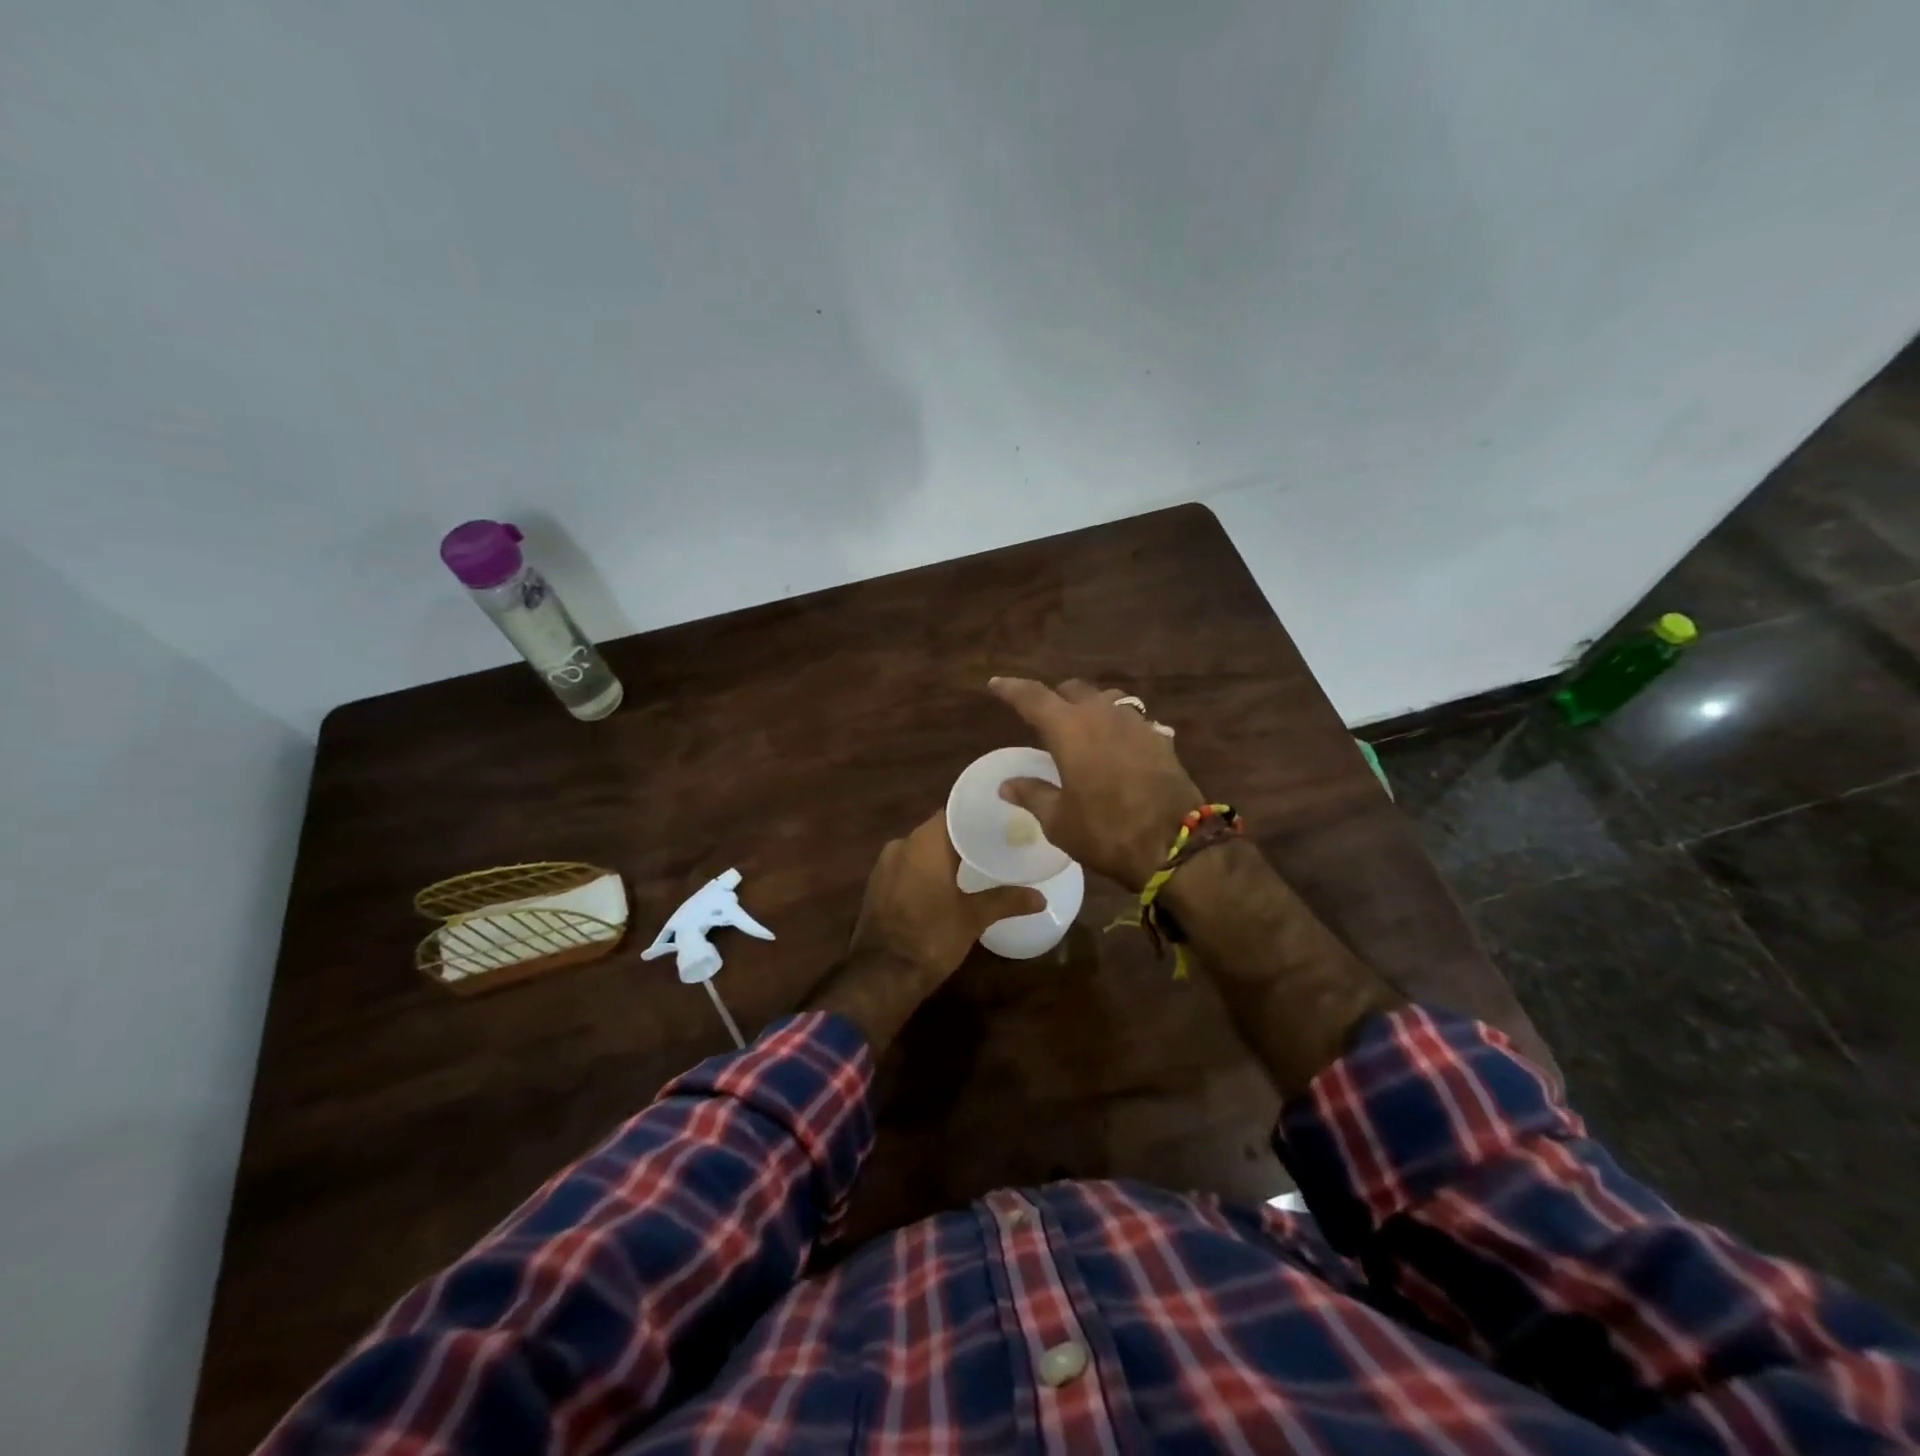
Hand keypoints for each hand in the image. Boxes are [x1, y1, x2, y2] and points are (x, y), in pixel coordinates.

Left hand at [808, 811, 1041, 1050]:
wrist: (881, 976)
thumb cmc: (931, 937)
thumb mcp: (973, 919)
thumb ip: (1006, 900)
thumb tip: (1041, 897)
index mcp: (925, 842)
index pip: (954, 813)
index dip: (977, 815)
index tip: (1001, 820)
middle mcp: (901, 844)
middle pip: (938, 830)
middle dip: (964, 837)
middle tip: (996, 843)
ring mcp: (884, 865)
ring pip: (921, 850)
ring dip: (944, 855)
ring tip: (975, 864)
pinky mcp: (877, 885)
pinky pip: (907, 867)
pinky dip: (926, 870)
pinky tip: (946, 884)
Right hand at [988, 677, 1203, 890]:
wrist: (1176, 844)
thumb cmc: (1106, 832)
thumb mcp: (1059, 821)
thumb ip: (1032, 794)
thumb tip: (1007, 784)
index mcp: (1069, 728)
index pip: (1032, 697)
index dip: (1011, 689)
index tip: (995, 685)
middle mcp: (1102, 714)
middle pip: (1073, 690)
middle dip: (1054, 698)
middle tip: (1042, 717)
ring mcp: (1136, 723)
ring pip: (1106, 699)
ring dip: (1089, 706)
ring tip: (1082, 727)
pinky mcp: (1160, 738)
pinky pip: (1132, 719)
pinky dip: (1117, 726)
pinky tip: (1117, 747)